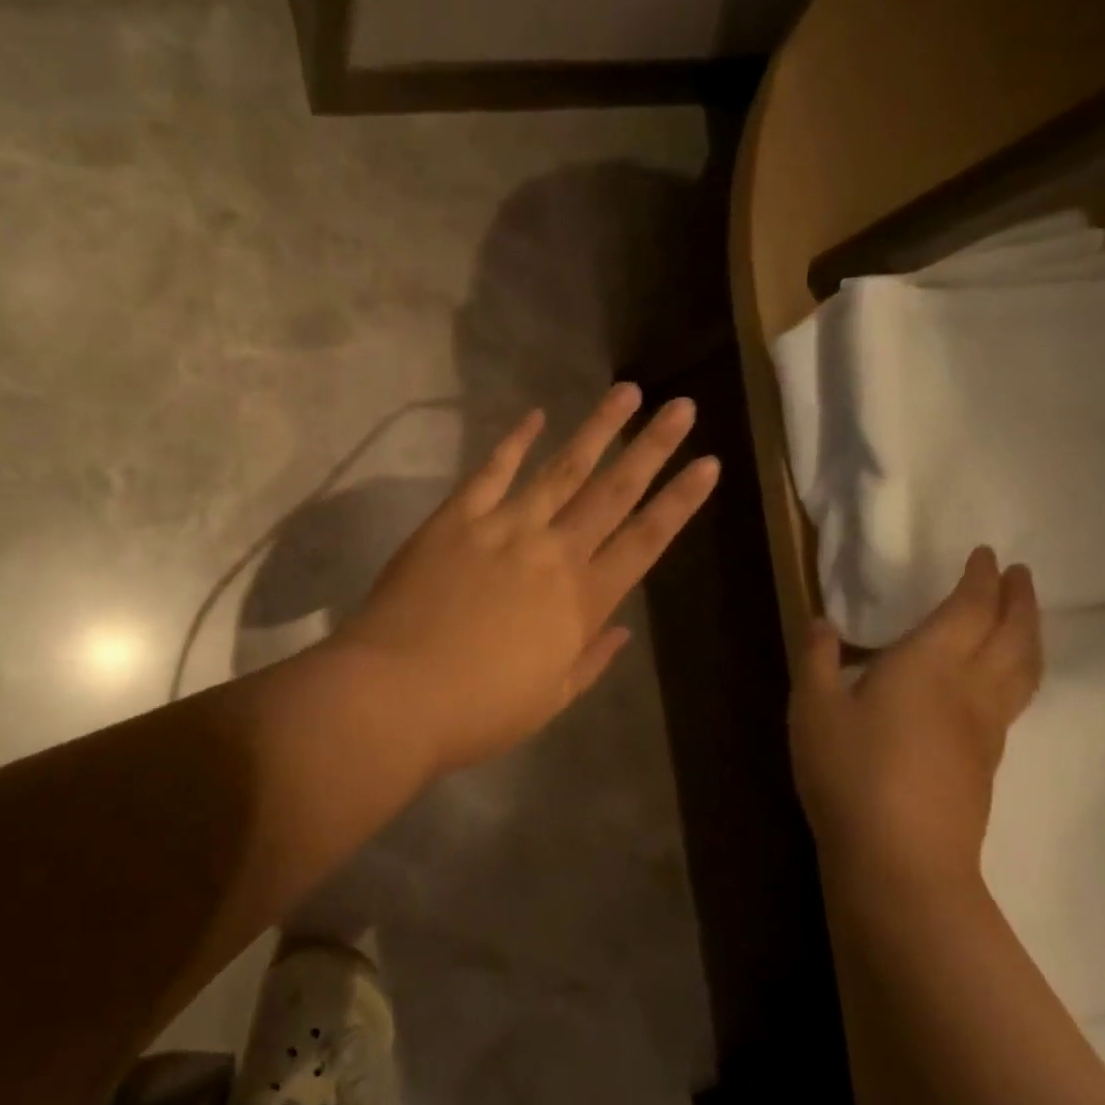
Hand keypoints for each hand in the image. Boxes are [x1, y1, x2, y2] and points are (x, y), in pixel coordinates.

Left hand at [336, 384, 718, 774]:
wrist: (395, 695)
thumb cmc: (478, 712)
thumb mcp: (549, 700)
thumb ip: (589, 659)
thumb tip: (620, 629)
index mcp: (582, 601)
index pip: (646, 540)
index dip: (680, 501)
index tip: (709, 464)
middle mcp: (552, 553)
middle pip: (613, 491)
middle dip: (652, 447)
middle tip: (681, 407)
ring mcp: (503, 528)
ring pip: (561, 468)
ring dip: (597, 429)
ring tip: (627, 392)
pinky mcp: (456, 519)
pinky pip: (491, 471)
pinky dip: (515, 442)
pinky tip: (536, 415)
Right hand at [789, 547, 1041, 892]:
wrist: (900, 858)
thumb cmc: (849, 771)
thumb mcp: (813, 708)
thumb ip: (818, 660)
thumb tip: (823, 622)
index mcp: (928, 664)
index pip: (967, 609)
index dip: (978, 579)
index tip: (985, 554)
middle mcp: (969, 688)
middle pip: (1011, 634)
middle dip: (1017, 599)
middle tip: (1019, 573)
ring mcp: (986, 729)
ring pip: (1024, 669)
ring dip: (1029, 634)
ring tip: (1024, 617)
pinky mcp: (987, 762)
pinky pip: (1015, 698)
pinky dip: (1018, 670)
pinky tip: (998, 680)